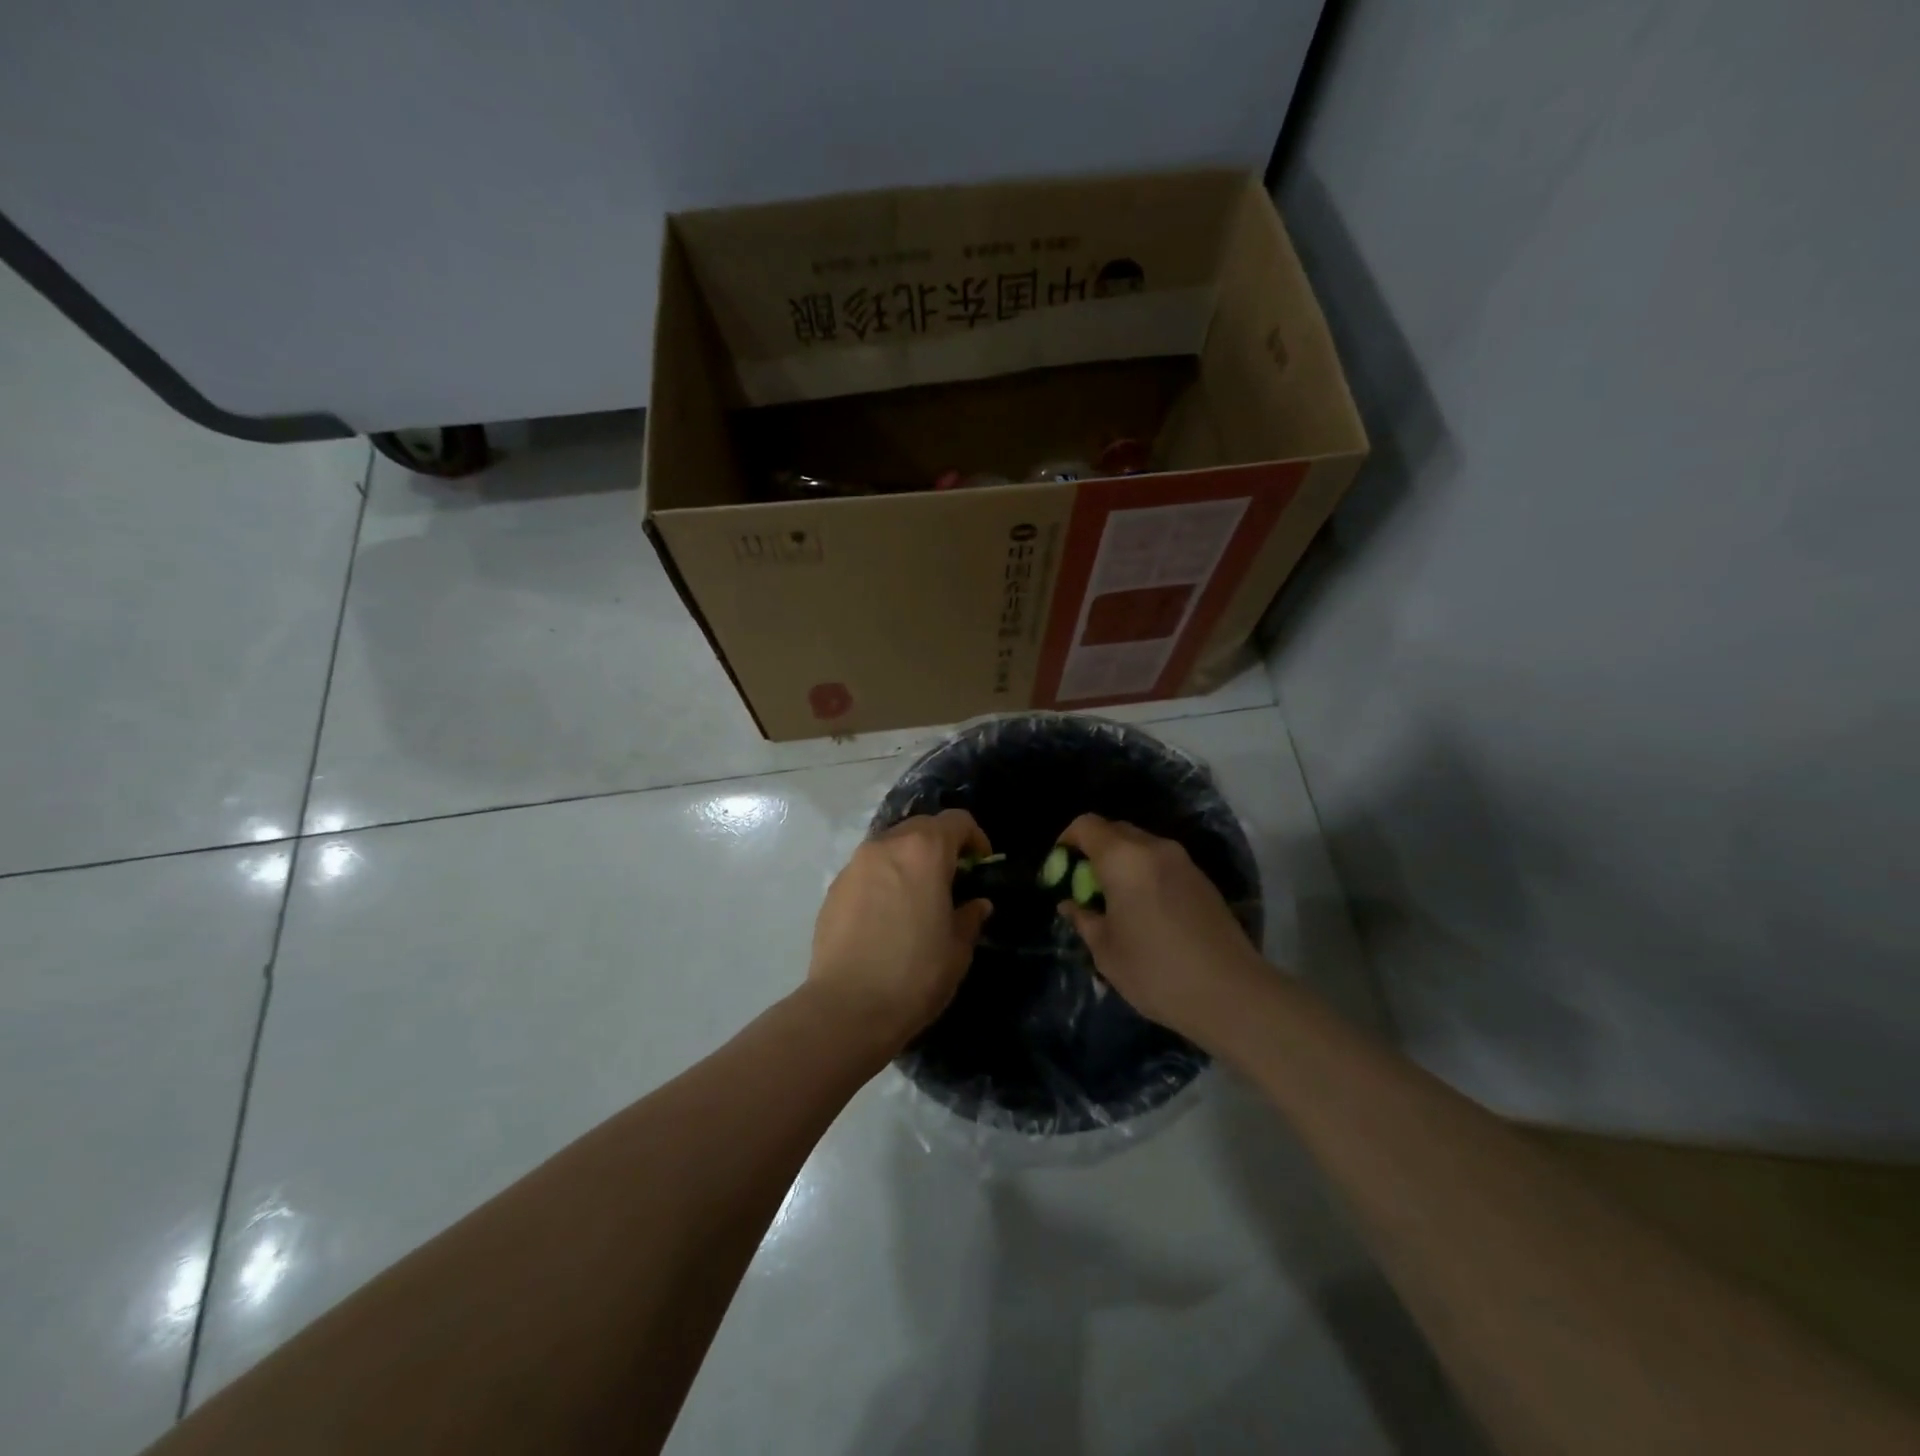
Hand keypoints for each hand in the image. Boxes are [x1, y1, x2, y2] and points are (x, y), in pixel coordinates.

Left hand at [806, 809, 994, 1056]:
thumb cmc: (915, 974)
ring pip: (890, 846)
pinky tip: (887, 914)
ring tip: (918, 896)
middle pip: (920, 827)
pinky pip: (868, 870)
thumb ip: (969, 917)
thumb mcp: (957, 949)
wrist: (847, 1008)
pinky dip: (884, 878)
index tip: (981, 864)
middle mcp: (887, 846)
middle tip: (952, 878)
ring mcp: (855, 865)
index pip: (956, 821)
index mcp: (924, 851)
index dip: (975, 837)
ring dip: (909, 860)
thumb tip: (977, 904)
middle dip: (940, 844)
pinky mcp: (834, 888)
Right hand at [1056, 814, 1265, 1046]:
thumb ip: (1084, 919)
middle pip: (1115, 830)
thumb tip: (1071, 904)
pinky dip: (1145, 873)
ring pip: (1141, 846)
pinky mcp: (1202, 879)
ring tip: (1114, 901)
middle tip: (1084, 886)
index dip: (1066, 840)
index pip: (1086, 825)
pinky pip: (1162, 862)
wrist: (1232, 994)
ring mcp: (1183, 861)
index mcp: (1124, 859)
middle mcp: (1154, 848)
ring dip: (1121, 862)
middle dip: (1094, 851)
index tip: (1059, 868)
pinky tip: (1145, 910)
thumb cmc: (1156, 971)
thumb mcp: (1106, 951)